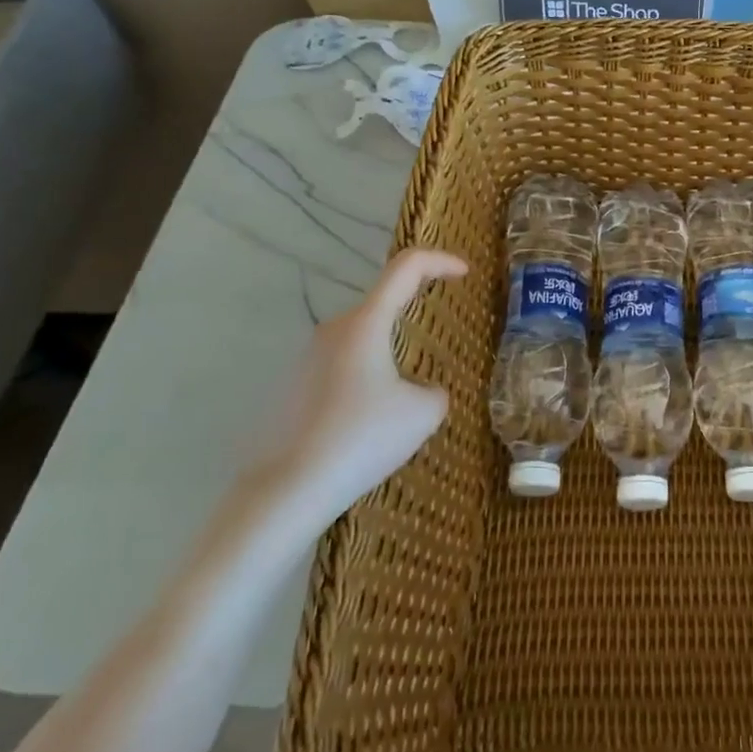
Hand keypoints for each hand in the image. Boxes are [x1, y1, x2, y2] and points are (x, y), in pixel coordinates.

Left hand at [239, 248, 468, 548]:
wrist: (288, 489)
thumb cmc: (362, 439)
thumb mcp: (423, 414)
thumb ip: (435, 391)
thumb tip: (424, 392)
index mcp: (366, 323)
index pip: (407, 267)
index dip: (440, 262)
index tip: (465, 273)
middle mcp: (334, 330)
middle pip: (383, 305)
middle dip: (415, 316)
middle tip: (440, 344)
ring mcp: (308, 358)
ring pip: (363, 340)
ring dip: (390, 356)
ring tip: (405, 402)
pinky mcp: (294, 386)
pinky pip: (343, 368)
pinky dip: (366, 381)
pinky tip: (371, 425)